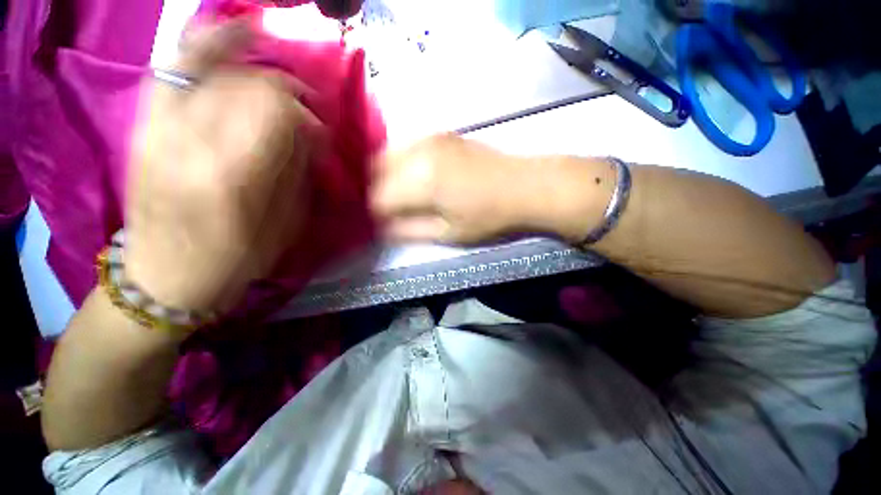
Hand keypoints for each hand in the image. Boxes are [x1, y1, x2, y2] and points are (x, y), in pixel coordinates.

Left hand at [125, 20, 322, 312]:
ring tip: (269, 45)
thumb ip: (295, 173)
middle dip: (285, 88)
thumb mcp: (282, 225)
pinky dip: (204, 44)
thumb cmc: (233, 260)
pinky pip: (175, 67)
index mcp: (231, 176)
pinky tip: (228, 33)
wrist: (163, 277)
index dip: (304, 113)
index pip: (274, 112)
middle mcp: (188, 142)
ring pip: (209, 65)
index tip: (320, 129)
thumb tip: (309, 133)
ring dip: (248, 56)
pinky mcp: (145, 126)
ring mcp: (158, 128)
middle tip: (305, 104)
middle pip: (244, 85)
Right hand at [371, 134, 538, 243]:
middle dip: (375, 192)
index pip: (377, 197)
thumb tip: (381, 228)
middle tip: (388, 210)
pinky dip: (399, 163)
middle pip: (375, 170)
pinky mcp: (439, 134)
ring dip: (385, 176)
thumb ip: (409, 231)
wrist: (525, 185)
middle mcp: (418, 152)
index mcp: (421, 182)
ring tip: (399, 196)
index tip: (383, 224)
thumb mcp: (448, 233)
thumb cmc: (489, 217)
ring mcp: (428, 138)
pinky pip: (405, 147)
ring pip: (386, 155)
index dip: (376, 214)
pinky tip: (412, 178)